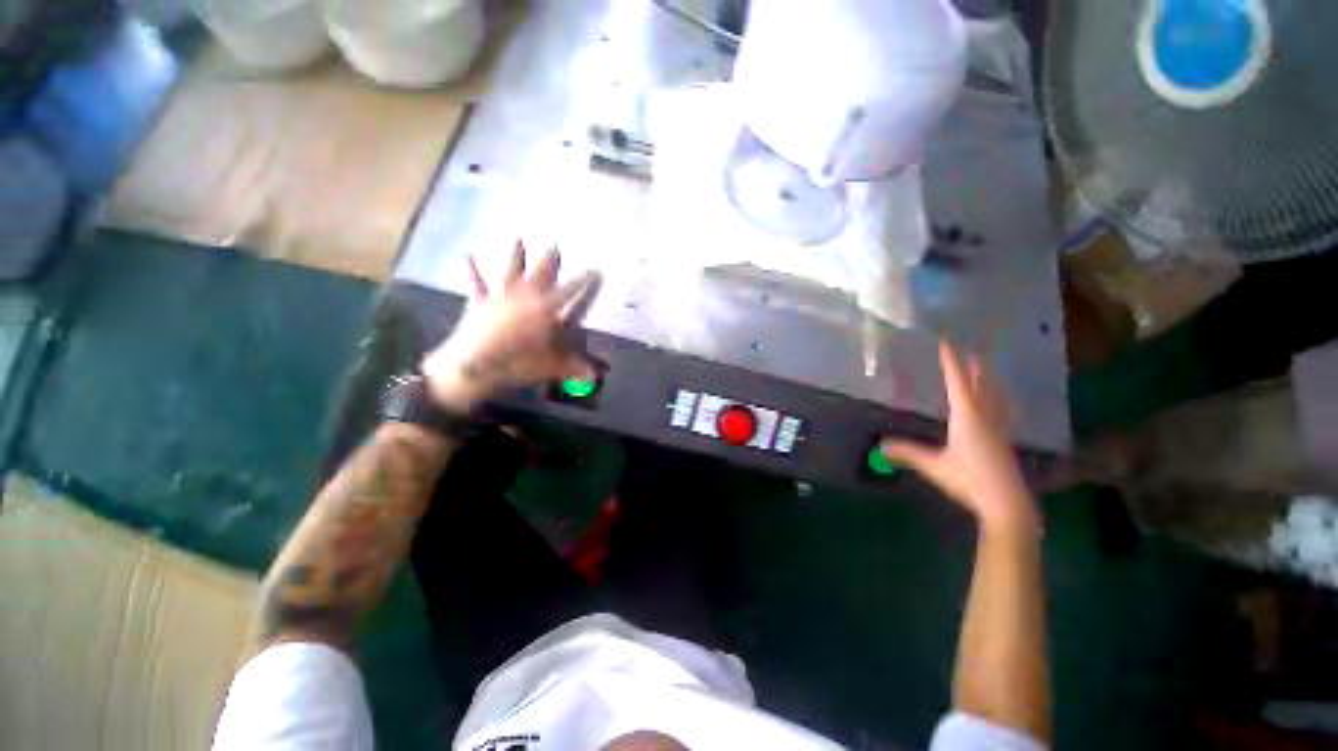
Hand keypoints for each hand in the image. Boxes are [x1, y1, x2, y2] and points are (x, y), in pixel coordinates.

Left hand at [422, 240, 602, 411]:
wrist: (475, 366)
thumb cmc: (518, 363)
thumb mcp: (552, 367)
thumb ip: (575, 367)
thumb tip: (596, 376)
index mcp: (545, 309)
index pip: (570, 291)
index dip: (585, 280)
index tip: (595, 269)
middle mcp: (524, 296)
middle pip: (540, 274)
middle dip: (549, 260)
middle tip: (555, 245)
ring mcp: (500, 296)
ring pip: (510, 271)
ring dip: (515, 255)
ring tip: (518, 238)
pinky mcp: (479, 303)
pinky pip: (476, 284)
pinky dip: (472, 271)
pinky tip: (467, 256)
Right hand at [881, 342, 1038, 534]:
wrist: (1006, 502)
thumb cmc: (968, 479)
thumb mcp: (933, 465)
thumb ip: (907, 453)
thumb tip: (879, 446)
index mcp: (967, 416)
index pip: (957, 382)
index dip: (951, 361)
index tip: (947, 341)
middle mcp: (985, 415)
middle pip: (981, 383)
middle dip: (976, 364)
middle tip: (976, 345)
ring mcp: (998, 427)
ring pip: (994, 394)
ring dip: (989, 378)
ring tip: (987, 367)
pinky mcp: (1003, 439)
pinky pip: (1000, 408)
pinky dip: (997, 397)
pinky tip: (1000, 402)